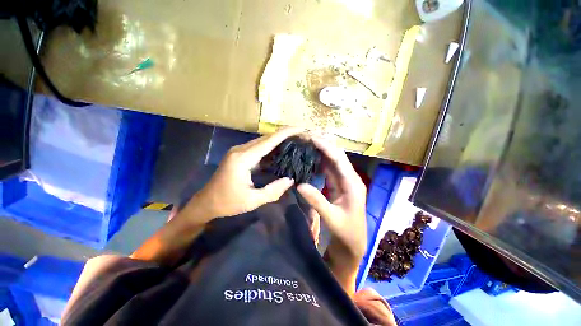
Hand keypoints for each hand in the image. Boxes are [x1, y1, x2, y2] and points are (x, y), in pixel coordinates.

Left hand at [181, 127, 301, 223]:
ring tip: (295, 140)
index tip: (301, 129)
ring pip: (263, 141)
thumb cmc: (228, 203)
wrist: (206, 202)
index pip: (269, 141)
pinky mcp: (240, 155)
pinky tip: (281, 150)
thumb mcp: (253, 201)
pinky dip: (271, 147)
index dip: (286, 133)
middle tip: (302, 136)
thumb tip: (290, 180)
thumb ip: (273, 191)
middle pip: (267, 137)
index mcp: (243, 159)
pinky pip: (259, 147)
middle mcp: (241, 150)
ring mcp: (239, 151)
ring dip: (279, 139)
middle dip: (285, 134)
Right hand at [297, 136, 366, 292]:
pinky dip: (321, 161)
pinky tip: (312, 156)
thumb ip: (317, 201)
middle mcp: (350, 178)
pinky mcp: (338, 185)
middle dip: (324, 144)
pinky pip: (329, 169)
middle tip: (308, 136)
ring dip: (322, 150)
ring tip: (308, 142)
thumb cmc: (347, 233)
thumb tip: (299, 185)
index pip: (339, 160)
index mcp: (353, 184)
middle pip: (337, 156)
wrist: (353, 243)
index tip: (312, 138)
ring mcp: (344, 181)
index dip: (326, 147)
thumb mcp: (332, 218)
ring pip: (333, 161)